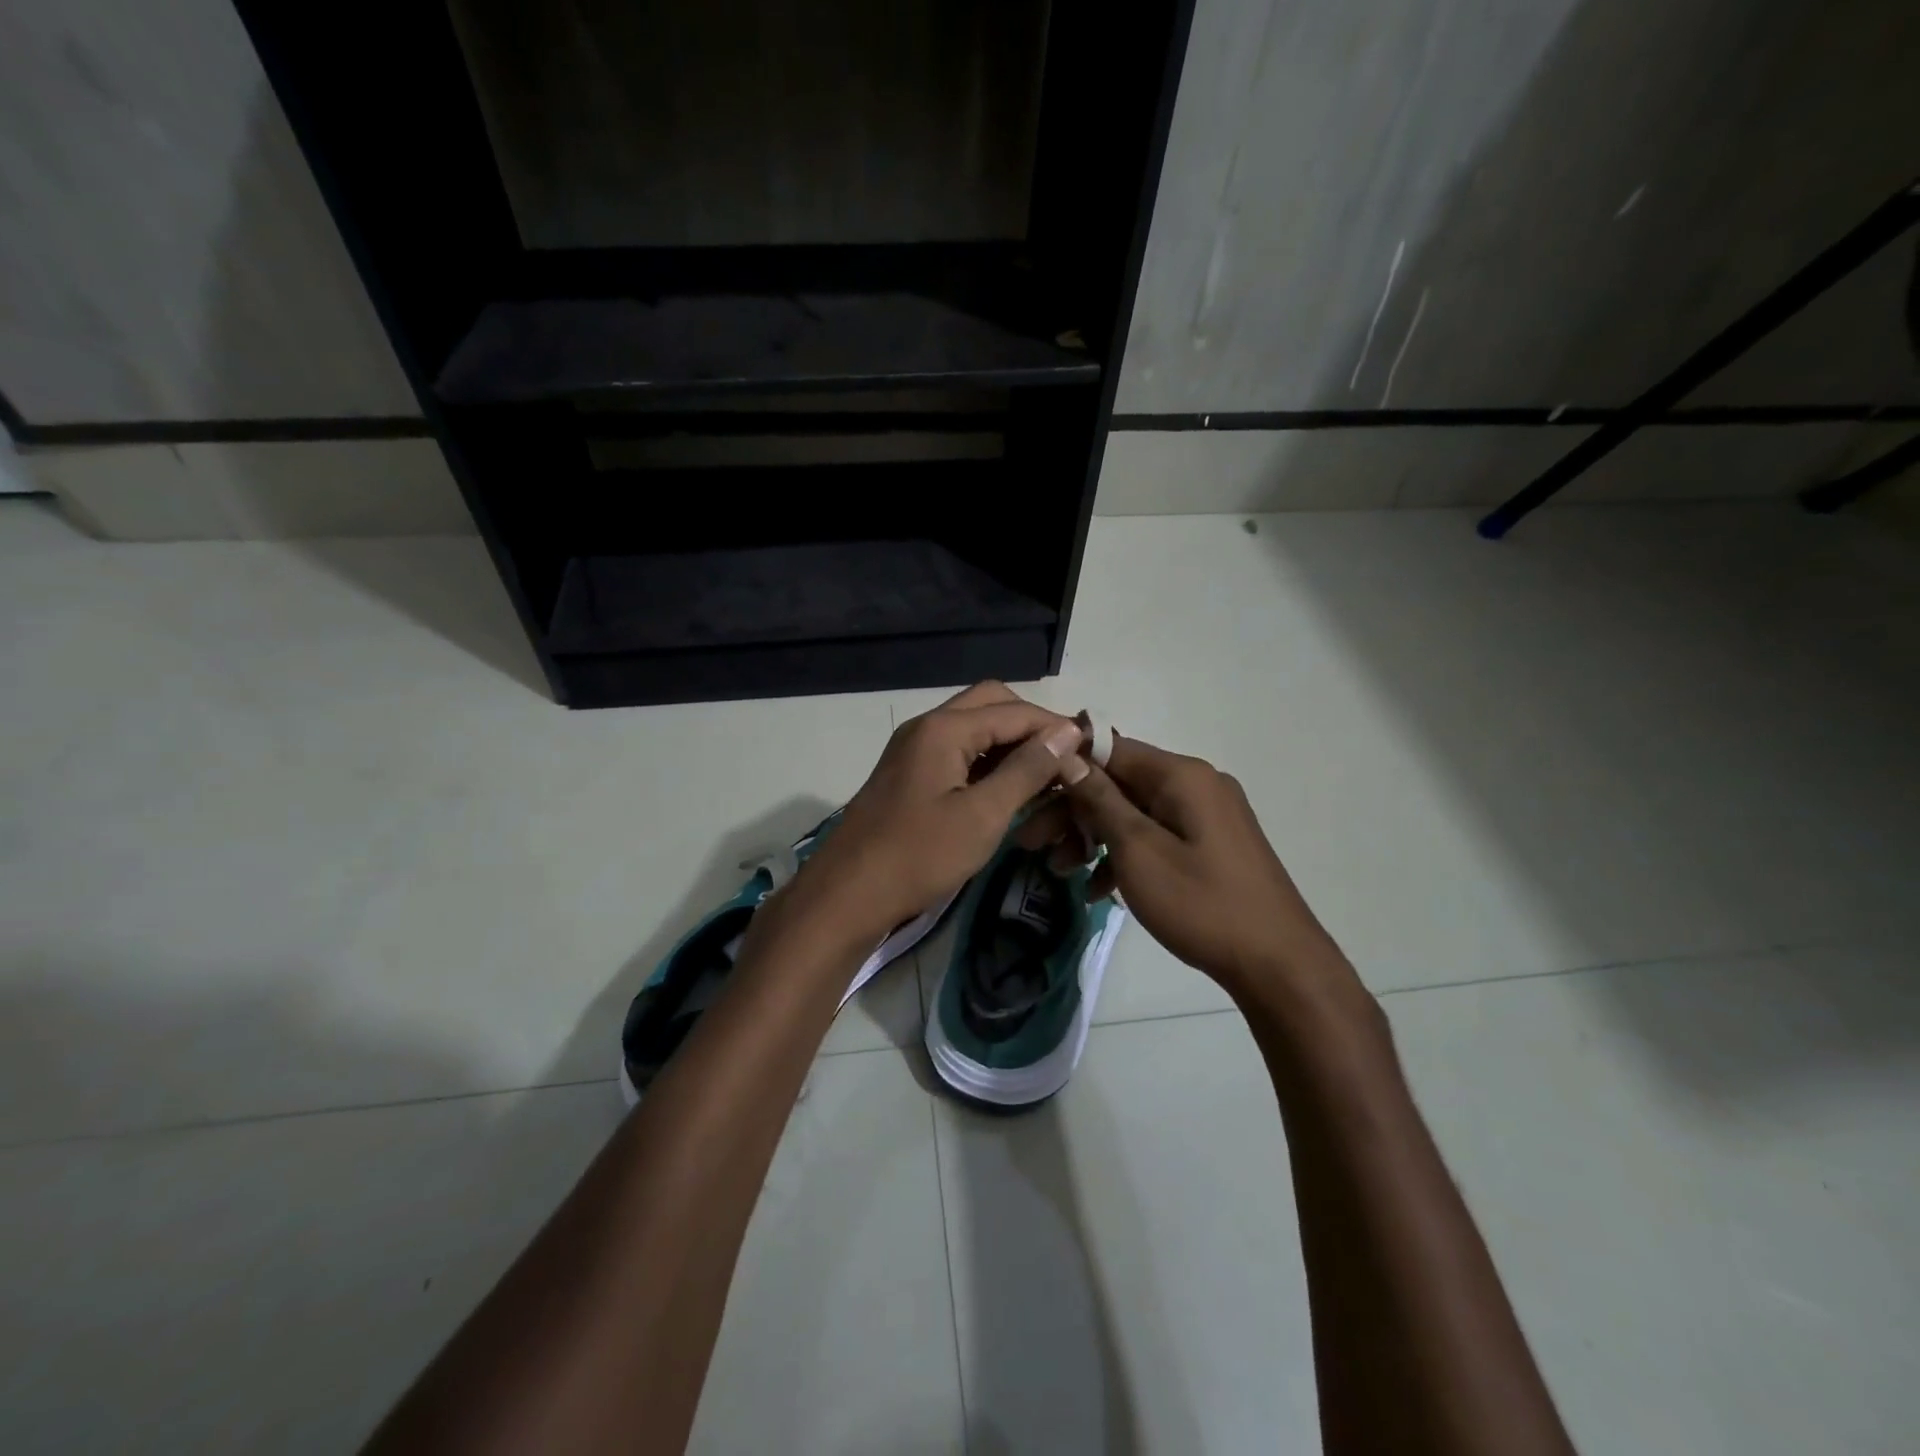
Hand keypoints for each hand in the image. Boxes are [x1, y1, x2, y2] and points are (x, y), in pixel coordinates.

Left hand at [792, 682, 1086, 943]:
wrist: (848, 895)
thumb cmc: (918, 856)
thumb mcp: (982, 815)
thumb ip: (1027, 770)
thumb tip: (1066, 732)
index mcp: (944, 729)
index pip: (1014, 710)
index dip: (1055, 726)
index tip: (1091, 750)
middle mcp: (927, 727)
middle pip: (991, 705)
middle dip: (1031, 726)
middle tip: (1064, 759)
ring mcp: (915, 750)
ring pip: (974, 729)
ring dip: (1010, 744)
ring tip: (1046, 776)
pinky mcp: (910, 775)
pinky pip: (958, 753)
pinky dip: (988, 763)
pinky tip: (1010, 790)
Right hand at [1020, 731, 1336, 996]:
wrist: (1278, 964)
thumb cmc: (1201, 904)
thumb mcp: (1139, 851)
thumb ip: (1101, 800)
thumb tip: (1068, 756)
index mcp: (1181, 775)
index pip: (1109, 748)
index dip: (1066, 766)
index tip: (1028, 792)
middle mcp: (1195, 784)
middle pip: (1118, 783)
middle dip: (1072, 811)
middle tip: (1030, 842)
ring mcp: (1206, 815)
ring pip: (1133, 812)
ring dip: (1093, 836)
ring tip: (1057, 870)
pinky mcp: (1210, 844)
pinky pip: (1156, 836)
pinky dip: (1124, 854)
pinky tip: (1097, 889)